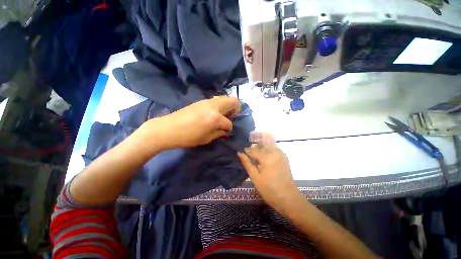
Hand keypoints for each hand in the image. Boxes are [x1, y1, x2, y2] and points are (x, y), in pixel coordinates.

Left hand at [151, 96, 240, 148]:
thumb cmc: (188, 137)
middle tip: (231, 117)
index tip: (227, 131)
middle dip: (235, 109)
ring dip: (227, 106)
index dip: (229, 128)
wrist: (168, 128)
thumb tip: (225, 131)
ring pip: (225, 98)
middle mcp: (214, 106)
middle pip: (233, 101)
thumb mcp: (206, 138)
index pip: (229, 122)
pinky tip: (214, 113)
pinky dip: (219, 105)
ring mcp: (207, 102)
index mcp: (216, 118)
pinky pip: (216, 100)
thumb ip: (218, 133)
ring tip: (223, 115)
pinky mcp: (201, 101)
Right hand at [237, 133, 301, 215]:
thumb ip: (247, 163)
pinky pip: (273, 147)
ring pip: (268, 143)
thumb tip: (239, 153)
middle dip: (253, 144)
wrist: (289, 198)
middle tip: (247, 150)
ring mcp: (280, 153)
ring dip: (260, 144)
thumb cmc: (269, 190)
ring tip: (254, 150)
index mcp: (267, 157)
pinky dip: (267, 147)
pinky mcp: (283, 156)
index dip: (246, 150)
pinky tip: (263, 154)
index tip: (241, 151)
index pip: (253, 150)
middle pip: (261, 143)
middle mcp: (274, 152)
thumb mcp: (255, 177)